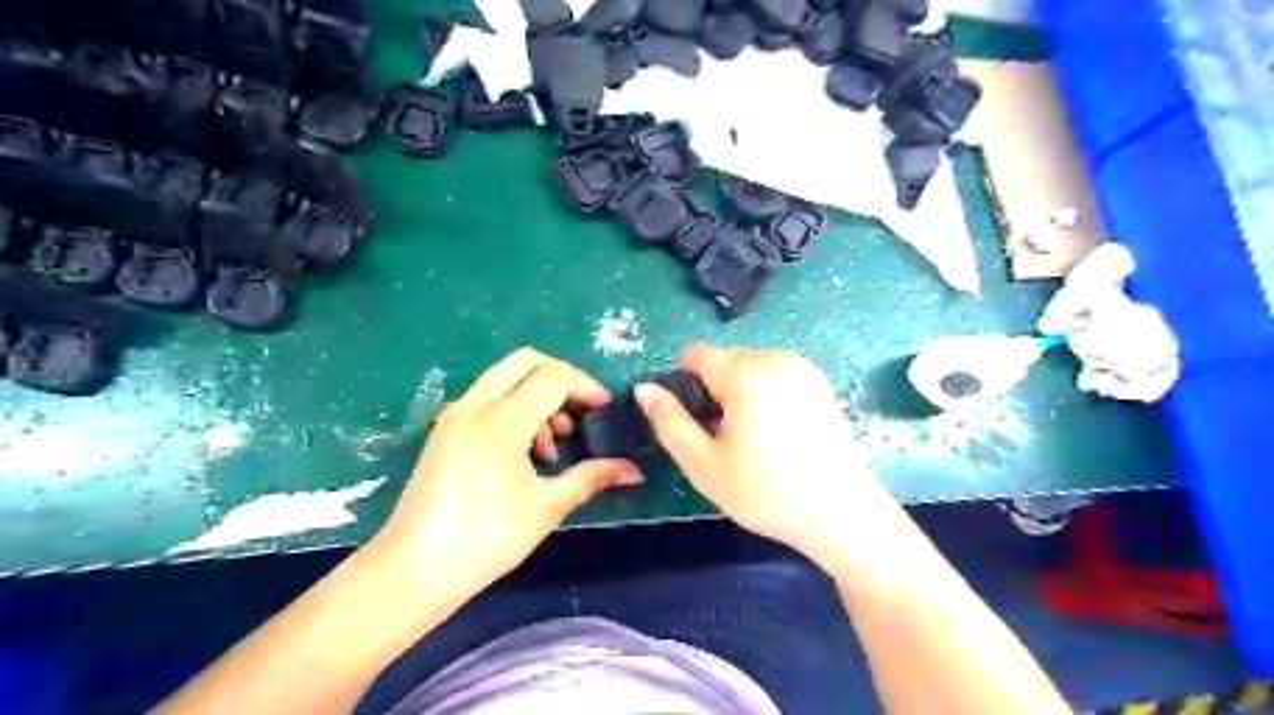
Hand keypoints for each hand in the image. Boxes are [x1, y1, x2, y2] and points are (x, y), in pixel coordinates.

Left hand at [368, 345, 647, 597]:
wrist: (412, 570)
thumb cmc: (484, 540)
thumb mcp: (546, 507)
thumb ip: (591, 478)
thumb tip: (634, 470)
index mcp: (501, 421)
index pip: (553, 377)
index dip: (586, 386)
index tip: (604, 410)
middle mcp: (474, 406)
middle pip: (526, 361)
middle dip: (561, 378)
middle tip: (581, 412)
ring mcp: (455, 415)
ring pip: (505, 377)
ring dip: (537, 394)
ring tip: (554, 443)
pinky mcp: (446, 430)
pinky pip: (488, 397)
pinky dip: (515, 406)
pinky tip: (526, 451)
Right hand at [634, 343, 894, 575]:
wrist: (841, 514)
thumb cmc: (766, 492)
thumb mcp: (703, 463)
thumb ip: (669, 421)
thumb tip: (644, 389)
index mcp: (746, 373)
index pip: (695, 354)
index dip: (681, 382)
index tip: (690, 419)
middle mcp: (776, 358)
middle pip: (724, 360)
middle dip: (712, 390)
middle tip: (720, 438)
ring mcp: (803, 369)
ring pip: (749, 368)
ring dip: (737, 394)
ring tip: (750, 440)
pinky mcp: (820, 384)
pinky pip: (775, 377)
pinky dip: (763, 396)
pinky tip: (775, 435)